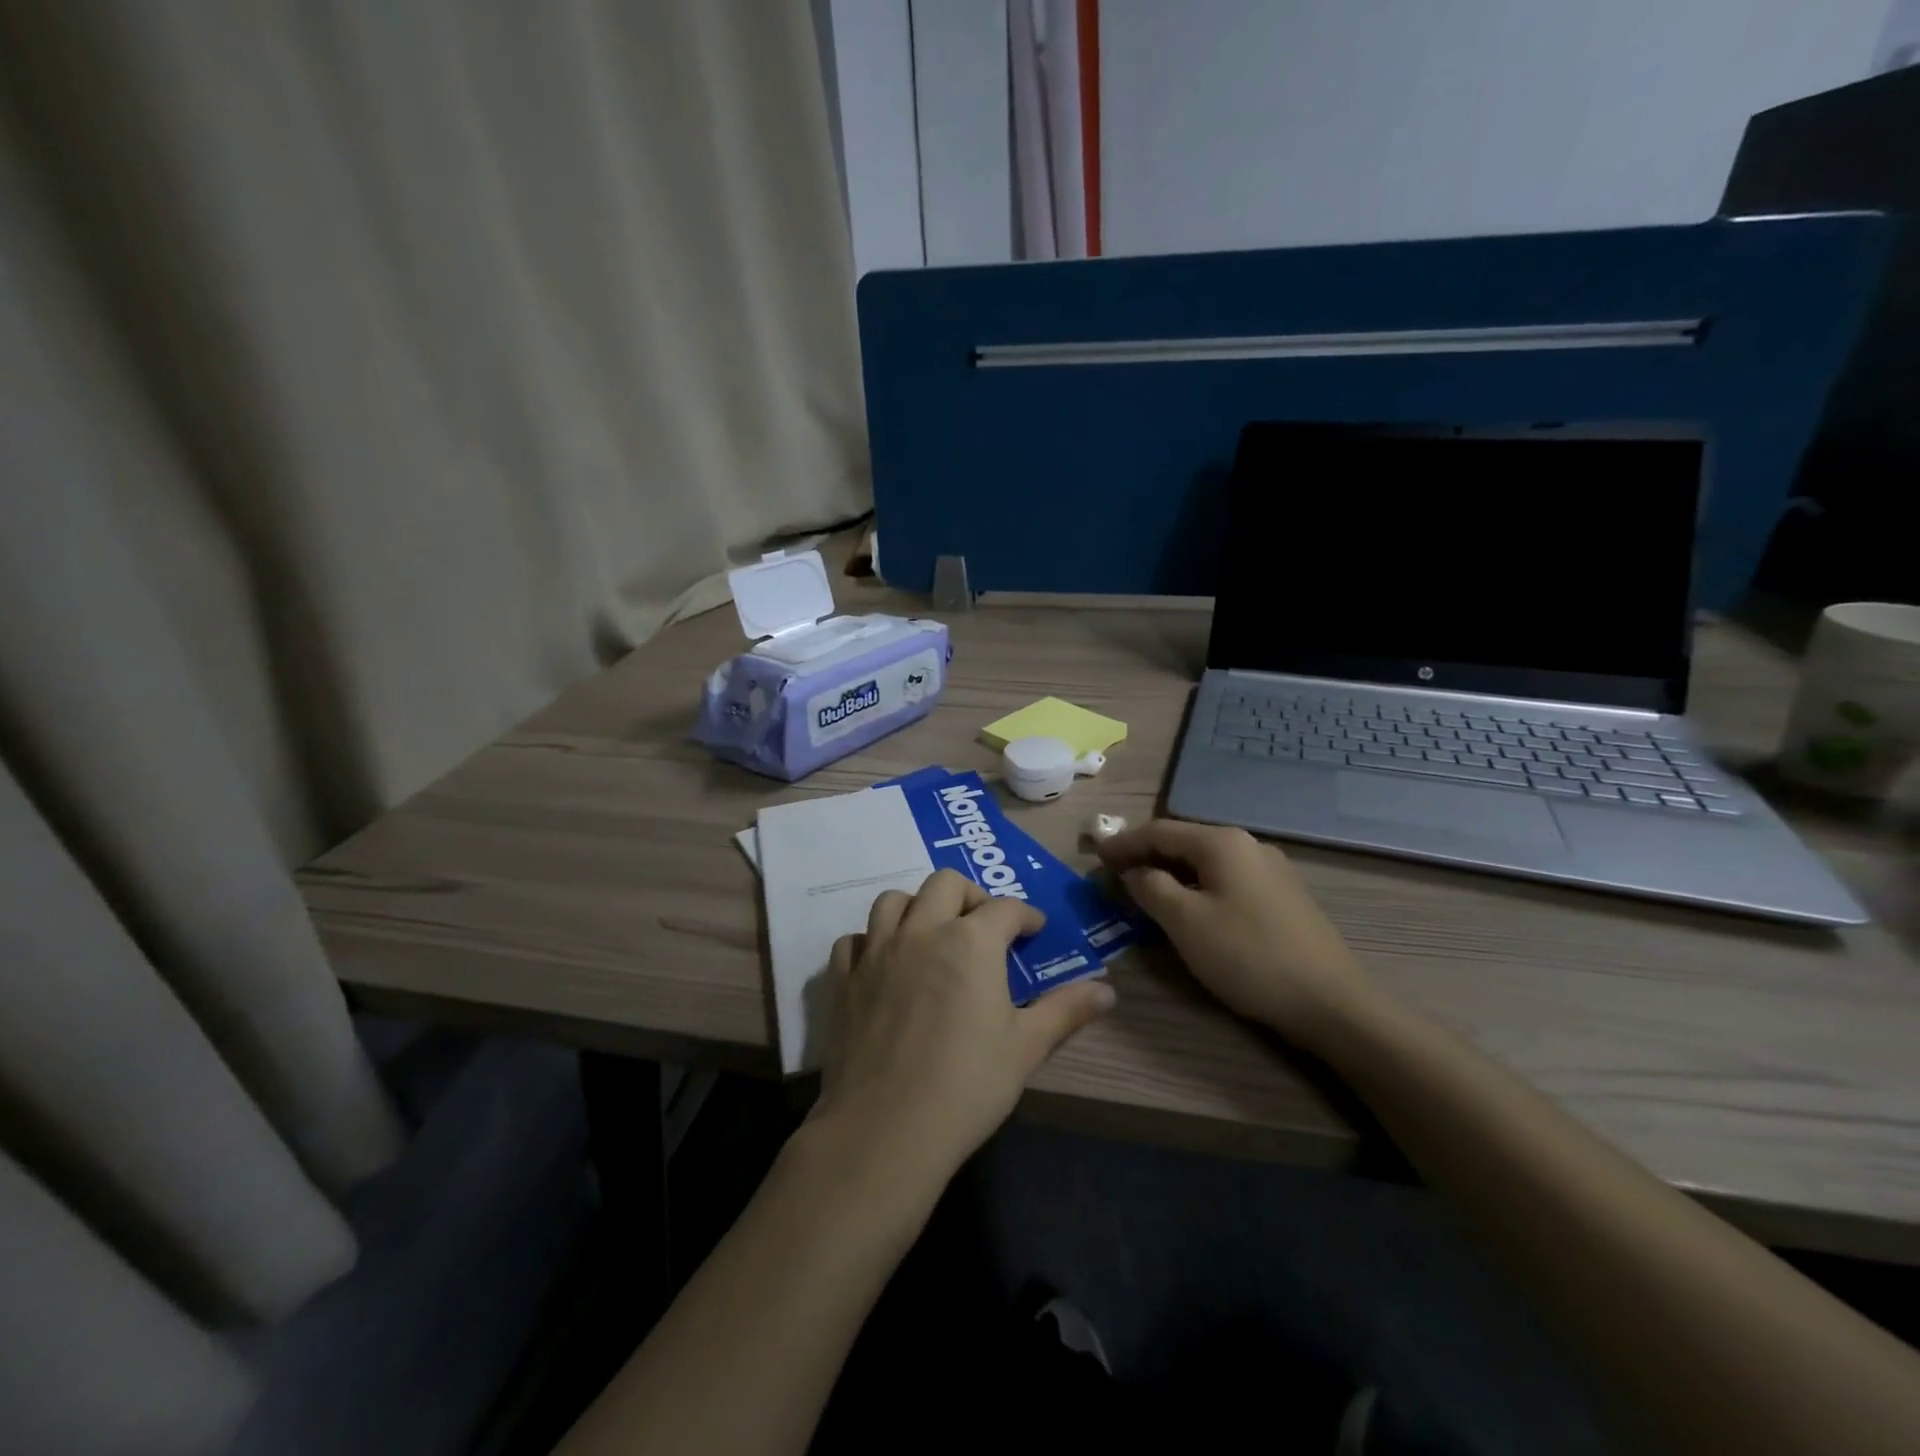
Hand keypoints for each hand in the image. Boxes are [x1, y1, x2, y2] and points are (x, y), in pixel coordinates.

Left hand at [809, 870, 1115, 1186]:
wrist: (886, 1129)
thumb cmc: (967, 1086)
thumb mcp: (1026, 1048)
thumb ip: (1065, 1011)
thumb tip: (1108, 992)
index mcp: (971, 942)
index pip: (1005, 908)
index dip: (1025, 915)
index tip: (1034, 930)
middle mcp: (922, 931)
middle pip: (945, 883)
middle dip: (971, 895)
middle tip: (984, 925)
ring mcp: (876, 952)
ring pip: (894, 901)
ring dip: (917, 907)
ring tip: (932, 933)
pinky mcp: (844, 979)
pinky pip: (854, 940)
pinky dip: (871, 941)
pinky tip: (883, 963)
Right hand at [1096, 819, 1372, 1048]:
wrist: (1331, 1002)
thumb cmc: (1248, 956)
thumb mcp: (1185, 921)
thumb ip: (1150, 887)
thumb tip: (1135, 871)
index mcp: (1222, 843)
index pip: (1158, 830)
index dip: (1123, 843)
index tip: (1094, 858)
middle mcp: (1248, 845)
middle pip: (1183, 842)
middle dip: (1146, 856)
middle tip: (1114, 876)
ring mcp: (1270, 870)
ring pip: (1205, 863)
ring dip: (1171, 873)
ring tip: (1145, 893)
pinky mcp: (1282, 897)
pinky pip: (1226, 880)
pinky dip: (1197, 887)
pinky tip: (1189, 909)